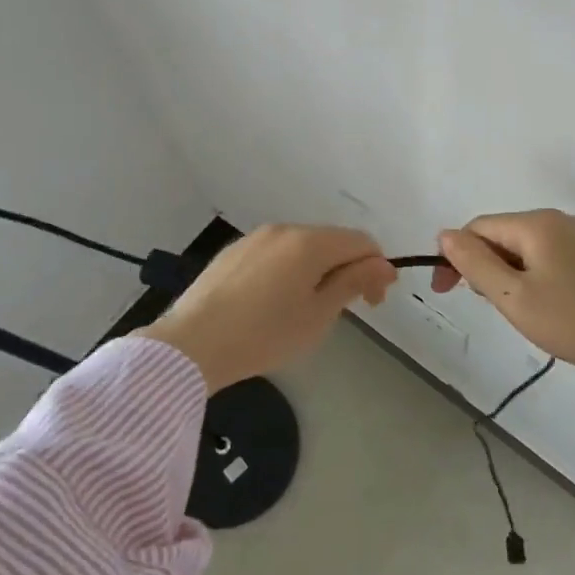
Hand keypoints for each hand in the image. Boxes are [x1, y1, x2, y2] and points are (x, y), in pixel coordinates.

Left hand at [150, 225, 397, 391]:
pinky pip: (274, 254)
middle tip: (344, 309)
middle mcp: (283, 229)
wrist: (192, 345)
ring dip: (317, 269)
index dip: (376, 268)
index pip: (361, 241)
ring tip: (306, 309)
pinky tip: (273, 303)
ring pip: (301, 247)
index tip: (373, 303)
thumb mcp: (318, 315)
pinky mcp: (233, 252)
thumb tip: (383, 263)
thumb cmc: (264, 335)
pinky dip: (288, 270)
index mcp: (309, 242)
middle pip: (331, 240)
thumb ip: (353, 282)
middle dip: (347, 268)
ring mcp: (255, 238)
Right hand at [433, 209, 574, 404]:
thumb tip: (444, 234)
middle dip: (481, 266)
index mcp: (535, 223)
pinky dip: (527, 277)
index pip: (477, 228)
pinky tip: (538, 305)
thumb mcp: (514, 297)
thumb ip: (475, 263)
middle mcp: (554, 220)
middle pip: (498, 235)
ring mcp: (574, 237)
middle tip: (489, 306)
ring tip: (515, 310)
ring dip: (504, 275)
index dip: (455, 256)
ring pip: (519, 248)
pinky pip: (541, 258)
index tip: (446, 293)